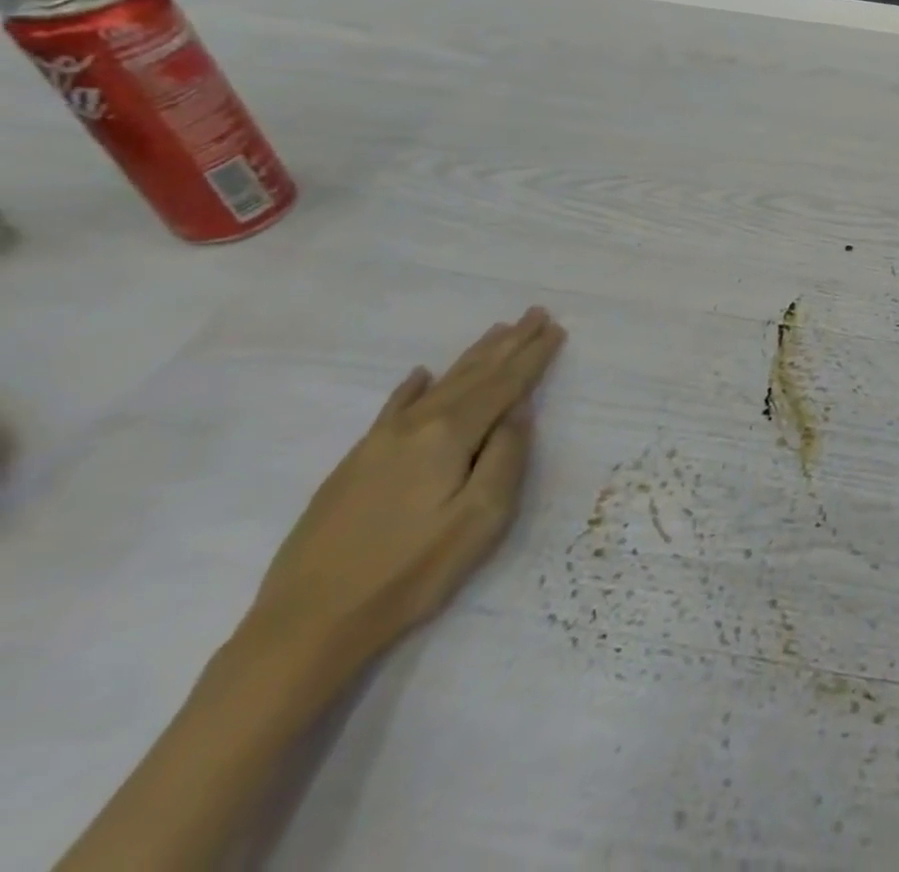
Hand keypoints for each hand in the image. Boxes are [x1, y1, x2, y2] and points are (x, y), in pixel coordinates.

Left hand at [242, 307, 566, 686]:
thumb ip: (506, 457)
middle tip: (535, 313)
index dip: (532, 357)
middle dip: (508, 343)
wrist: (305, 625)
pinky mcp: (355, 464)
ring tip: (497, 330)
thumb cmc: (409, 573)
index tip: (555, 329)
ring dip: (472, 357)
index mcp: (449, 435)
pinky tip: (421, 376)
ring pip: (439, 385)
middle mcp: (415, 426)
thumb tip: (518, 413)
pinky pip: (394, 408)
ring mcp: (379, 442)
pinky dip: (413, 388)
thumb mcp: (480, 520)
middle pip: (473, 374)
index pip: (503, 385)